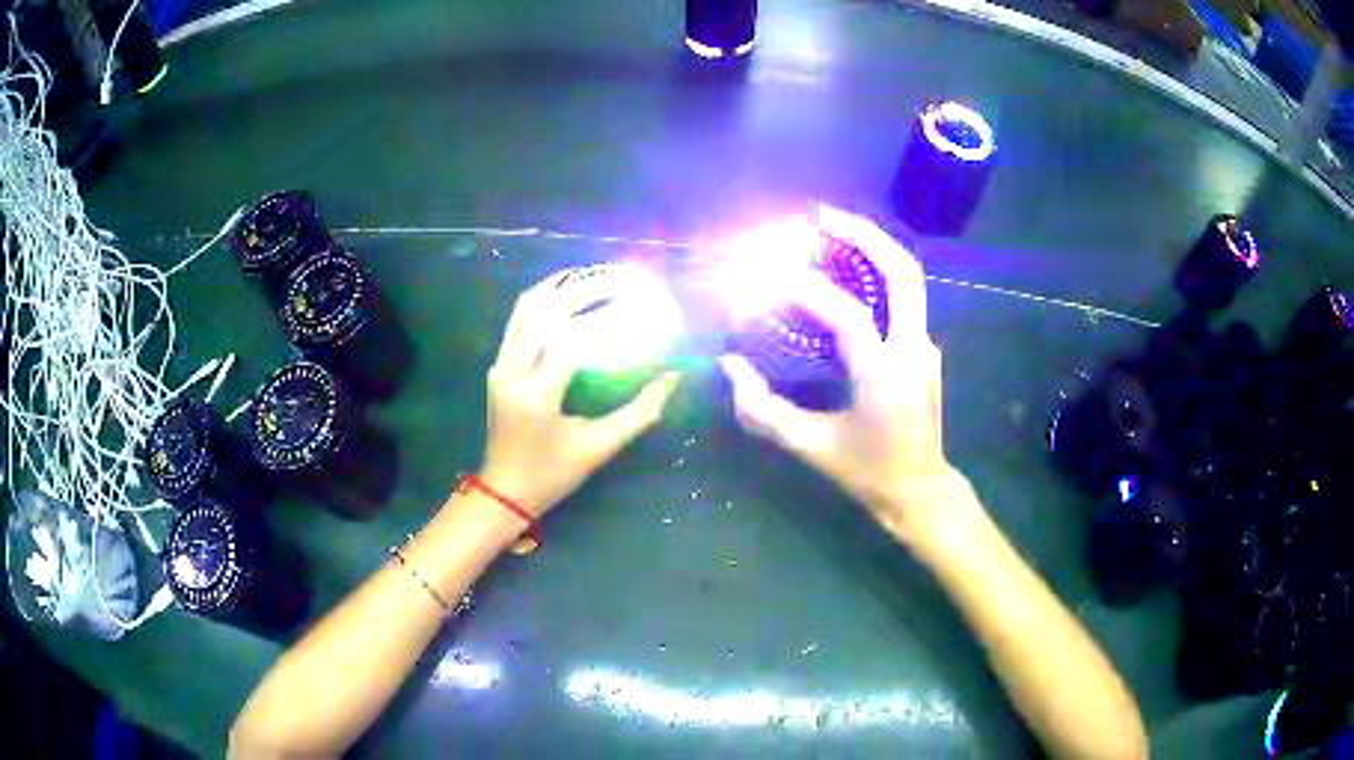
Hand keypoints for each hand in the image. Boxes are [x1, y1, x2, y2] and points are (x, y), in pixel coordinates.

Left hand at [480, 271, 681, 512]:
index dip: (609, 318)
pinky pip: (519, 321)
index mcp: (537, 395)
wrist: (504, 490)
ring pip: (526, 309)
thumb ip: (640, 412)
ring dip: (561, 288)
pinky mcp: (499, 365)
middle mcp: (513, 372)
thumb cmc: (554, 474)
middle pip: (546, 313)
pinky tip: (568, 292)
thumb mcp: (601, 447)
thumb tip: (673, 377)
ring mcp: (501, 366)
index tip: (641, 302)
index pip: (574, 341)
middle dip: (585, 289)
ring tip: (596, 274)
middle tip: (621, 277)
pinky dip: (544, 301)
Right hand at [720, 205, 964, 539]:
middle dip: (863, 235)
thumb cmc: (866, 472)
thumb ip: (762, 409)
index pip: (845, 313)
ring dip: (874, 247)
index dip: (803, 286)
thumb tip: (729, 364)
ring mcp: (925, 346)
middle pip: (901, 272)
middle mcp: (912, 350)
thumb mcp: (810, 446)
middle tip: (822, 216)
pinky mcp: (925, 349)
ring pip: (909, 279)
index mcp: (883, 374)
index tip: (766, 268)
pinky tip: (847, 271)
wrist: (920, 490)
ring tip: (834, 228)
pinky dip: (877, 273)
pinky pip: (903, 299)